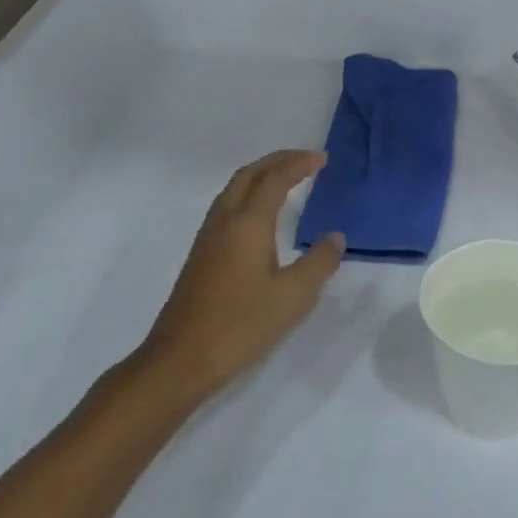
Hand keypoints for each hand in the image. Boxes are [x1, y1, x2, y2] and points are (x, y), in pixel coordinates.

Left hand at [136, 151, 344, 401]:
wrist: (182, 358)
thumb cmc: (242, 325)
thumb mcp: (293, 297)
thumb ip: (319, 263)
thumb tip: (335, 237)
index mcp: (247, 224)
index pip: (275, 179)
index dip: (299, 164)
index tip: (322, 158)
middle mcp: (224, 222)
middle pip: (248, 175)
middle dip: (277, 161)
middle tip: (306, 160)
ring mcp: (207, 239)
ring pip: (233, 190)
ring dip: (260, 176)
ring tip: (286, 180)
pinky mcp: (201, 256)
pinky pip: (227, 208)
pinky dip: (249, 196)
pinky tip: (261, 218)